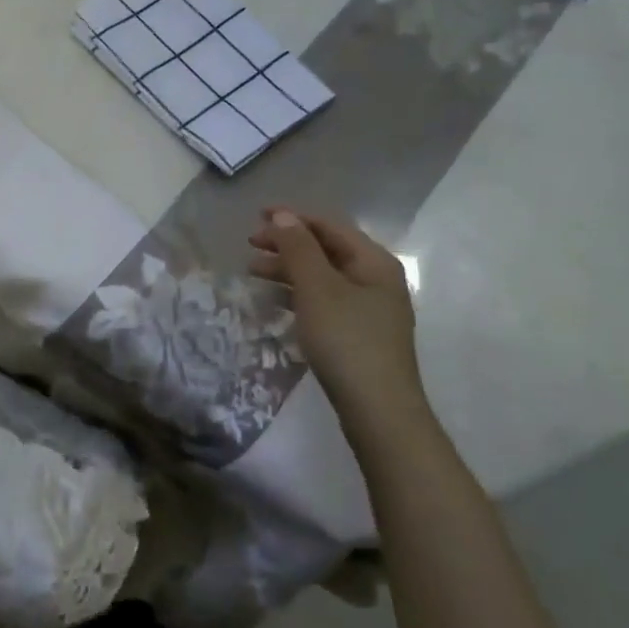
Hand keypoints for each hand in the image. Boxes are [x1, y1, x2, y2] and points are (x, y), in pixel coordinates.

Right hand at [248, 209, 426, 432]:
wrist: (378, 411)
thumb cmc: (346, 340)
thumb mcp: (317, 288)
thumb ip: (298, 248)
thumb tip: (283, 216)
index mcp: (374, 262)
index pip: (329, 226)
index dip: (292, 218)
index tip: (256, 217)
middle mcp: (376, 280)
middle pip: (325, 250)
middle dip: (286, 244)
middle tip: (250, 245)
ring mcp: (369, 309)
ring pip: (322, 276)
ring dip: (288, 269)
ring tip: (253, 272)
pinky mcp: (358, 334)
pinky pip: (323, 300)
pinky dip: (297, 294)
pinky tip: (275, 302)